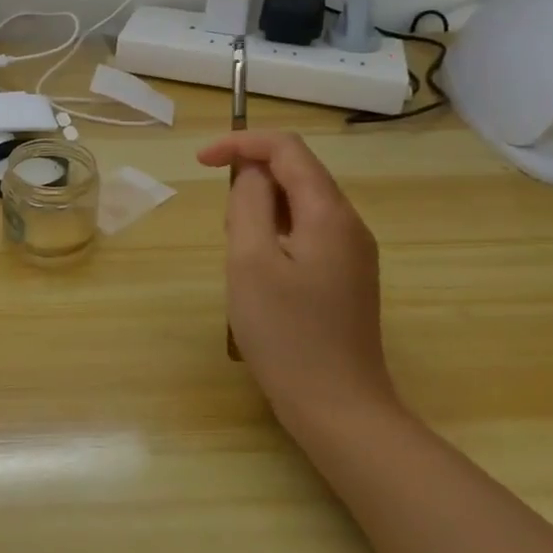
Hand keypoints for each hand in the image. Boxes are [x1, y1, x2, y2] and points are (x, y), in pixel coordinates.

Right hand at [196, 132, 396, 429]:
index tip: (201, 162)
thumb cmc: (286, 334)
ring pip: (299, 205)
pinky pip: (306, 234)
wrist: (338, 409)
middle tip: (225, 230)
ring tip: (240, 258)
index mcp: (329, 213)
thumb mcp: (250, 260)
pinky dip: (275, 235)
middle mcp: (349, 225)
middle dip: (251, 182)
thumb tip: (251, 174)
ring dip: (261, 212)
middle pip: (296, 173)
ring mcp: (352, 253)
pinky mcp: (346, 278)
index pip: (287, 148)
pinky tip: (261, 276)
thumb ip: (249, 203)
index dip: (241, 143)